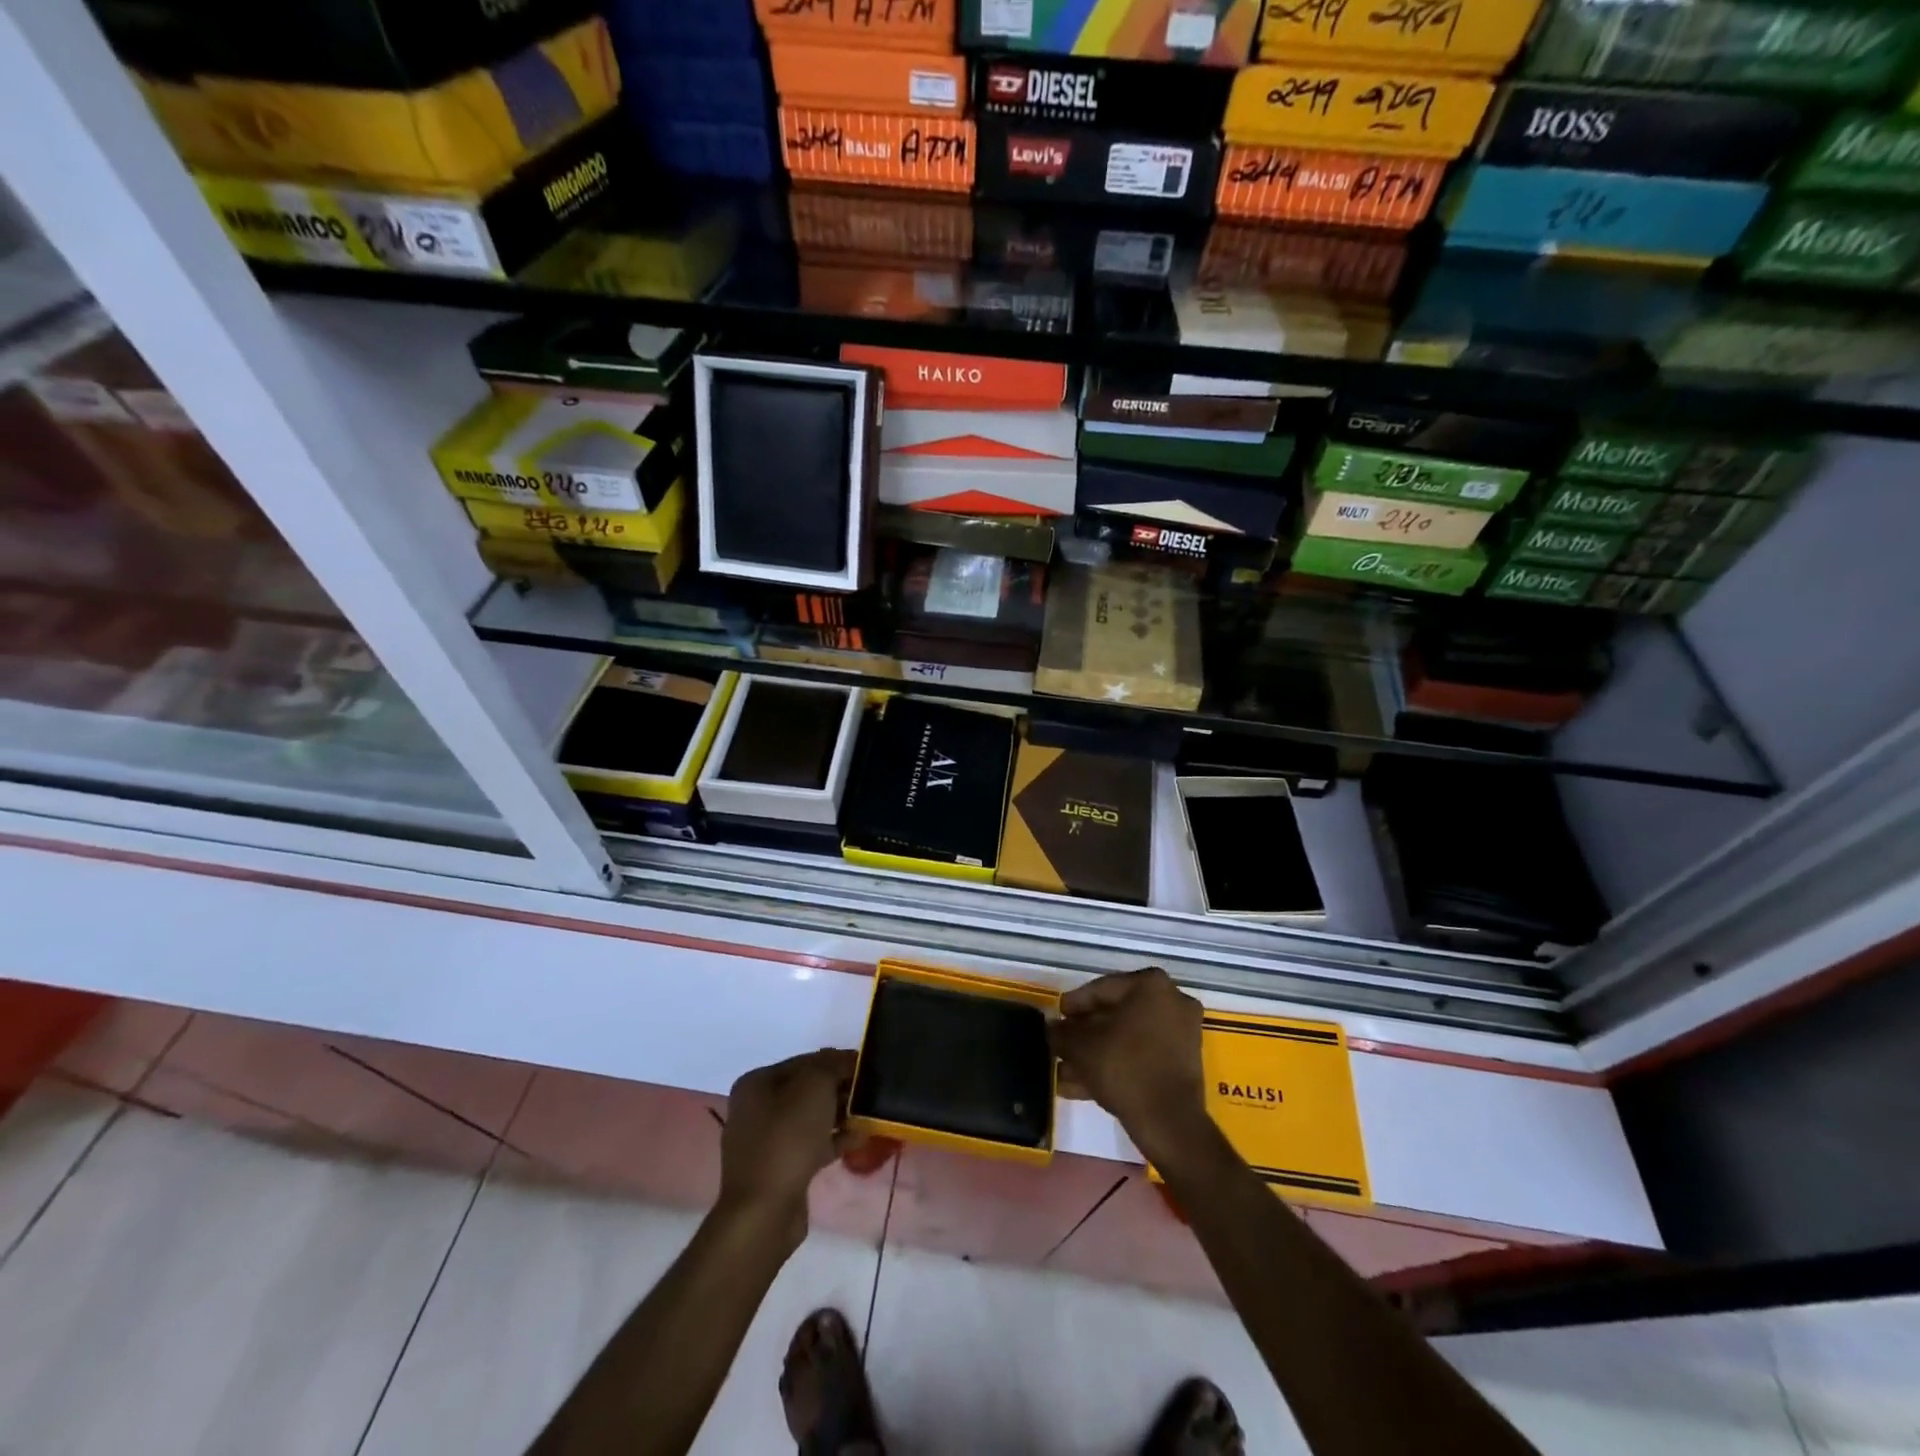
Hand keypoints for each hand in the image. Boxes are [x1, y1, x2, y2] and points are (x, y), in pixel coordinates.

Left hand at [718, 1049, 859, 1239]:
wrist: (764, 1212)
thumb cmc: (787, 1138)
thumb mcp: (814, 1087)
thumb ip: (832, 1065)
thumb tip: (845, 1060)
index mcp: (757, 1083)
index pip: (804, 1061)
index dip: (837, 1060)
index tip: (866, 1066)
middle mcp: (756, 1109)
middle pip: (807, 1089)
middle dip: (839, 1088)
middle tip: (870, 1090)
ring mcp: (766, 1141)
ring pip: (811, 1118)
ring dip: (839, 1114)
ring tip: (870, 1113)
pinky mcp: (780, 1169)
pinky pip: (812, 1145)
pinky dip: (834, 1139)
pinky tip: (861, 1137)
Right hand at [1053, 968, 1210, 1166]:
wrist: (1169, 1122)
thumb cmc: (1123, 1067)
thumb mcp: (1080, 1046)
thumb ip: (1061, 1032)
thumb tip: (1052, 1028)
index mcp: (1150, 985)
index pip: (1100, 989)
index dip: (1072, 1006)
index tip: (1055, 1019)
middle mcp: (1172, 1001)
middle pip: (1115, 1015)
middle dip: (1084, 1034)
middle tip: (1060, 1046)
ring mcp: (1182, 1033)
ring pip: (1127, 1039)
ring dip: (1096, 1053)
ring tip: (1065, 1072)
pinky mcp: (1184, 1063)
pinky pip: (1142, 1056)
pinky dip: (1116, 1065)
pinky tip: (1083, 1086)